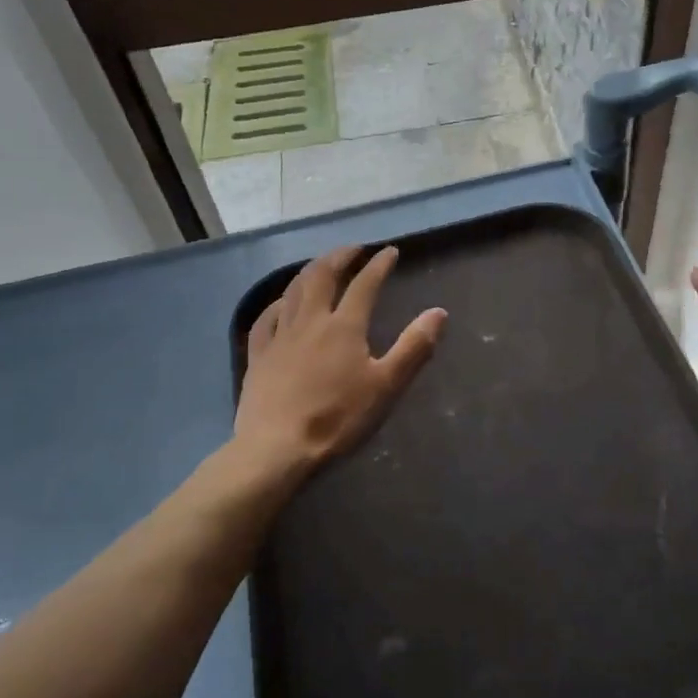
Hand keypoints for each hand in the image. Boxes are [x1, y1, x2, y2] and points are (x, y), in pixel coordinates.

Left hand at [234, 245, 446, 472]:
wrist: (276, 448)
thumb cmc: (337, 419)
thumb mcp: (386, 386)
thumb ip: (413, 347)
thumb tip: (438, 312)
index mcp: (344, 327)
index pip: (365, 285)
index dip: (379, 265)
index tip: (390, 252)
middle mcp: (310, 321)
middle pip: (322, 276)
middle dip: (339, 257)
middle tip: (353, 249)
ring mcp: (280, 337)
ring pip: (293, 291)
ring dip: (309, 271)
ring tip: (321, 265)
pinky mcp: (259, 356)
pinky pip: (266, 318)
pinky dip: (277, 303)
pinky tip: (281, 303)